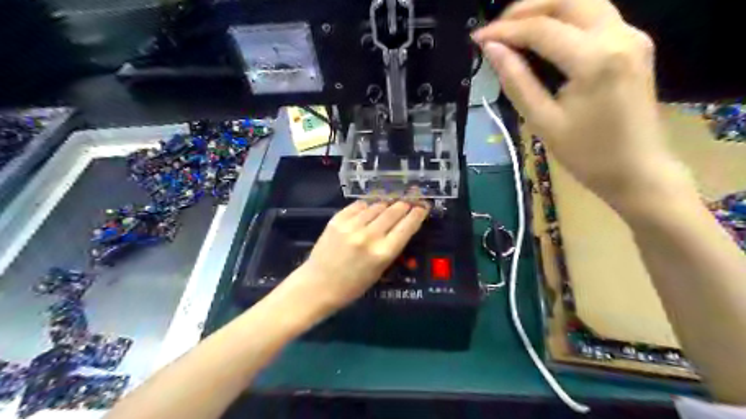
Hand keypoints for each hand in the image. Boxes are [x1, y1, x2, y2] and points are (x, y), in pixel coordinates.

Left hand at [287, 200, 427, 314]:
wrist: (318, 285)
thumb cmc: (352, 285)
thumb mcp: (380, 270)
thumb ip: (391, 247)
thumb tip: (401, 225)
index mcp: (383, 253)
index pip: (407, 226)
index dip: (418, 214)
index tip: (423, 207)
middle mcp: (369, 236)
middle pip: (394, 211)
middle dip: (404, 205)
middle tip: (409, 201)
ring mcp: (352, 225)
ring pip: (377, 205)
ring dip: (386, 204)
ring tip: (390, 204)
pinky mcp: (337, 219)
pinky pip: (359, 205)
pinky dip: (367, 206)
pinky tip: (370, 208)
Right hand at [474, 1, 690, 209]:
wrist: (638, 170)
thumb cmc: (587, 155)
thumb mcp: (543, 121)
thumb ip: (516, 81)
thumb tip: (492, 50)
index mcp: (595, 59)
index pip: (541, 29)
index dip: (504, 30)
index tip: (477, 39)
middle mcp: (619, 35)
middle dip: (525, 8)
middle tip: (495, 29)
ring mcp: (632, 35)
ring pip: (583, 0)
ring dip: (545, 9)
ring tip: (513, 30)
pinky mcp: (634, 43)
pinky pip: (595, 16)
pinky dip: (563, 19)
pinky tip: (542, 37)